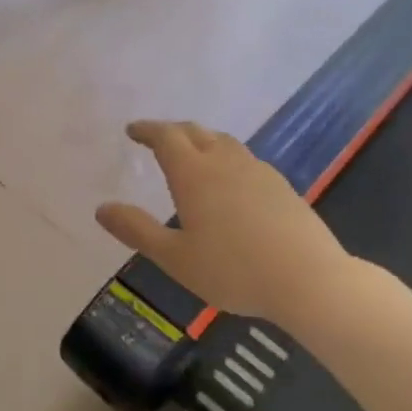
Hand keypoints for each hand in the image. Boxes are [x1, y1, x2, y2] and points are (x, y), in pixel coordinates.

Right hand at [96, 120, 353, 327]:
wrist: (309, 280)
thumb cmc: (232, 270)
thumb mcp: (174, 257)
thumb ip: (136, 230)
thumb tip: (102, 208)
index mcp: (194, 174)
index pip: (166, 137)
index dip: (147, 130)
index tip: (132, 130)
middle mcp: (225, 162)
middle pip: (196, 132)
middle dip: (172, 131)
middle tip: (157, 138)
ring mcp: (258, 171)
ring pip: (224, 142)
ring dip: (201, 141)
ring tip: (191, 154)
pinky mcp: (281, 186)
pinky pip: (244, 159)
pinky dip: (225, 158)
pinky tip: (229, 181)